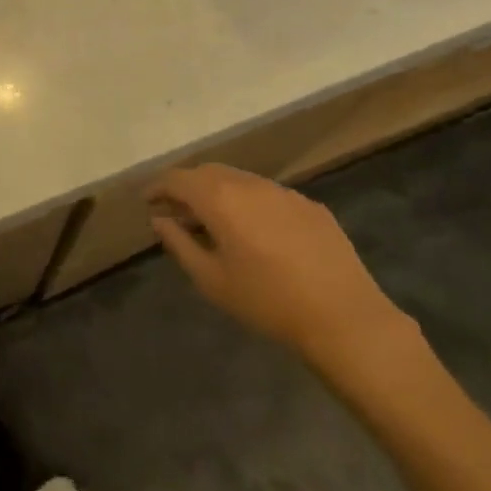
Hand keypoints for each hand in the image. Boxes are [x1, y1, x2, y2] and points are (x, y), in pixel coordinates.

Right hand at [148, 165, 405, 363]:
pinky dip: (248, 203)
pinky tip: (253, 232)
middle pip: (208, 173)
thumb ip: (179, 243)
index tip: (147, 202)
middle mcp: (250, 184)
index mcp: (220, 199)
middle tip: (175, 211)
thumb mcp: (210, 279)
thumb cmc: (266, 301)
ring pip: (240, 181)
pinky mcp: (311, 206)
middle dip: (186, 187)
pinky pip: (268, 195)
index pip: (178, 179)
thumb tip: (160, 219)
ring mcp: (284, 193)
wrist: (344, 317)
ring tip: (211, 222)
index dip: (158, 187)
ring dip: (218, 193)